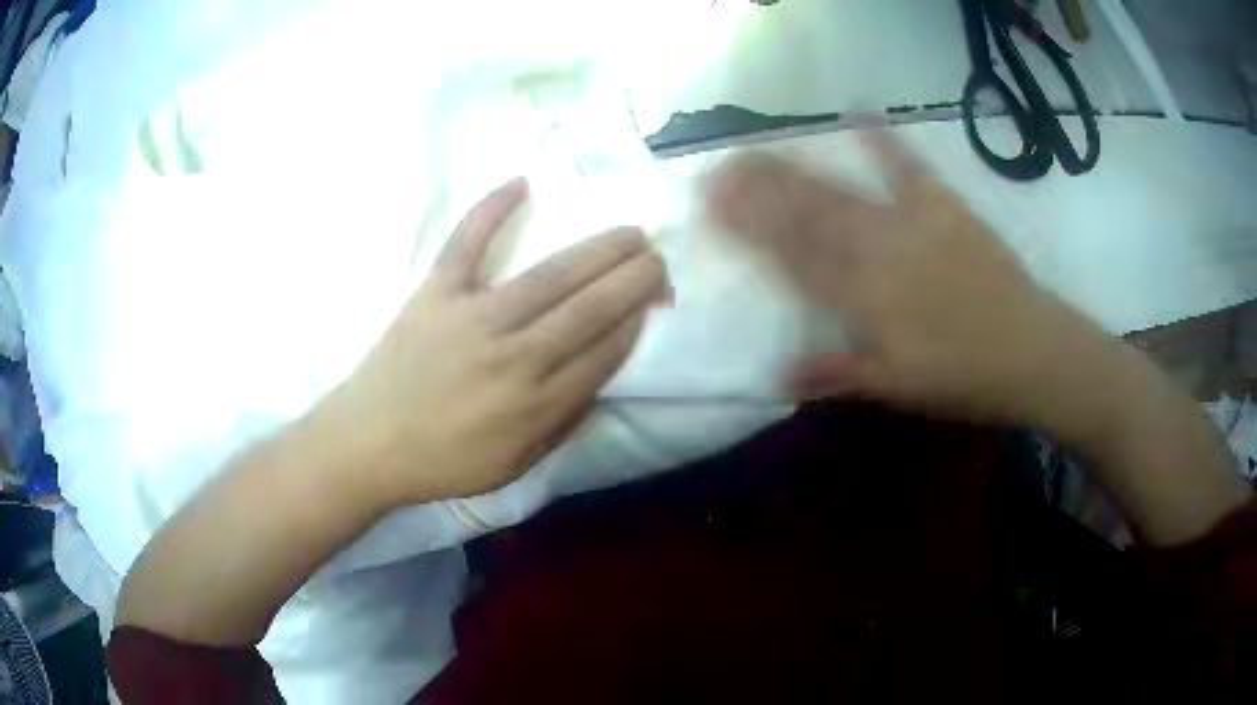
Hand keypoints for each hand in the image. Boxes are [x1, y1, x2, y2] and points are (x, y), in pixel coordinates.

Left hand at [332, 178, 668, 506]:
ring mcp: (473, 317)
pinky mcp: (436, 293)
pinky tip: (521, 182)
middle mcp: (515, 355)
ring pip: (550, 274)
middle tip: (658, 257)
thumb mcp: (514, 466)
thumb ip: (561, 425)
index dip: (637, 321)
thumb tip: (599, 383)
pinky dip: (491, 209)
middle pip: (590, 308)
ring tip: (630, 232)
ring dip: (598, 249)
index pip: (604, 351)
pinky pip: (466, 243)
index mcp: (536, 404)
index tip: (657, 301)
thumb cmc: (443, 461)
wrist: (368, 443)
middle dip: (634, 278)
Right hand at [706, 132, 1110, 426]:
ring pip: (841, 191)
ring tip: (755, 149)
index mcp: (864, 299)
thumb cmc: (963, 378)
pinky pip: (909, 168)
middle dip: (756, 191)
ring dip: (793, 169)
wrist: (1033, 352)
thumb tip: (774, 378)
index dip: (750, 231)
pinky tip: (859, 111)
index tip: (713, 210)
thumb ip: (838, 374)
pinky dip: (884, 140)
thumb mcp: (898, 388)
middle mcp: (878, 252)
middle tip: (717, 168)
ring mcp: (912, 222)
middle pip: (807, 216)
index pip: (793, 258)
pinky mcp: (945, 207)